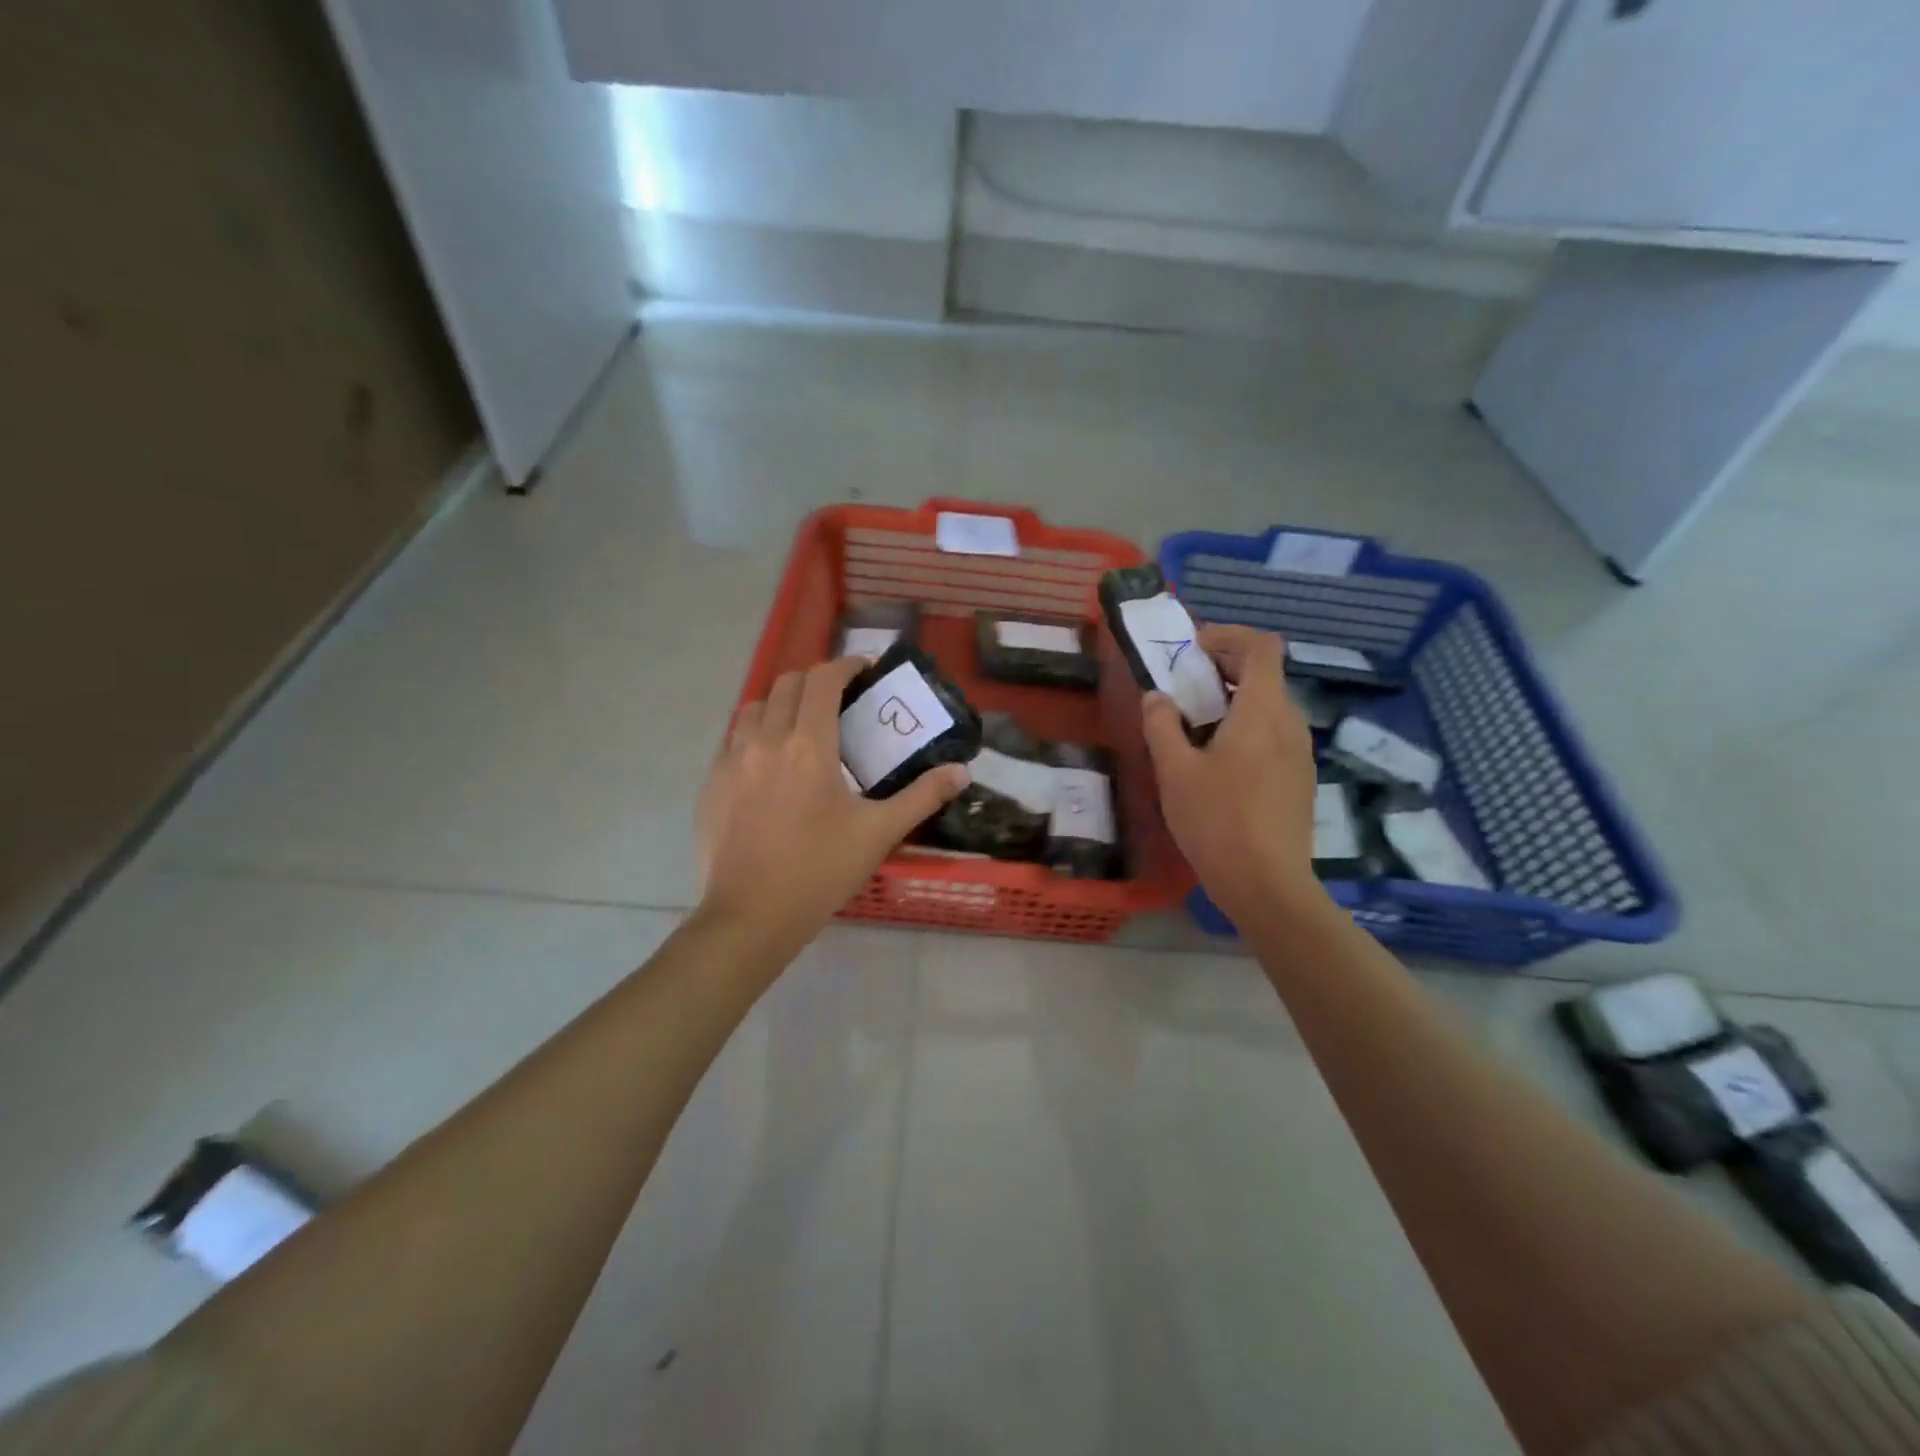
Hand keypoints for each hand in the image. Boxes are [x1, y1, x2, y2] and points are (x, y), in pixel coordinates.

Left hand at [697, 657, 968, 954]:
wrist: (751, 917)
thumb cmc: (820, 871)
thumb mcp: (879, 833)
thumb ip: (923, 796)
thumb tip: (962, 773)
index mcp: (809, 745)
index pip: (822, 679)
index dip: (846, 665)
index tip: (864, 672)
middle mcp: (765, 740)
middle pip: (786, 684)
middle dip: (814, 681)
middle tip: (838, 701)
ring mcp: (731, 761)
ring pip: (753, 708)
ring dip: (780, 704)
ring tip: (800, 728)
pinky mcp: (711, 784)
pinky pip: (731, 741)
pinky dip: (754, 735)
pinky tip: (768, 766)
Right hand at [1141, 625, 1322, 923]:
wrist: (1267, 885)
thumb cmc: (1217, 821)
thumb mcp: (1175, 771)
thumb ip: (1162, 725)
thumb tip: (1157, 697)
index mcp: (1262, 711)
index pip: (1261, 646)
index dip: (1227, 636)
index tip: (1191, 650)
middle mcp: (1290, 723)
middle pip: (1265, 674)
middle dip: (1223, 667)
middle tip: (1183, 685)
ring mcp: (1301, 753)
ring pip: (1270, 705)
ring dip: (1234, 700)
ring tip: (1195, 724)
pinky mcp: (1300, 779)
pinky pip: (1275, 734)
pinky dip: (1247, 727)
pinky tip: (1219, 761)